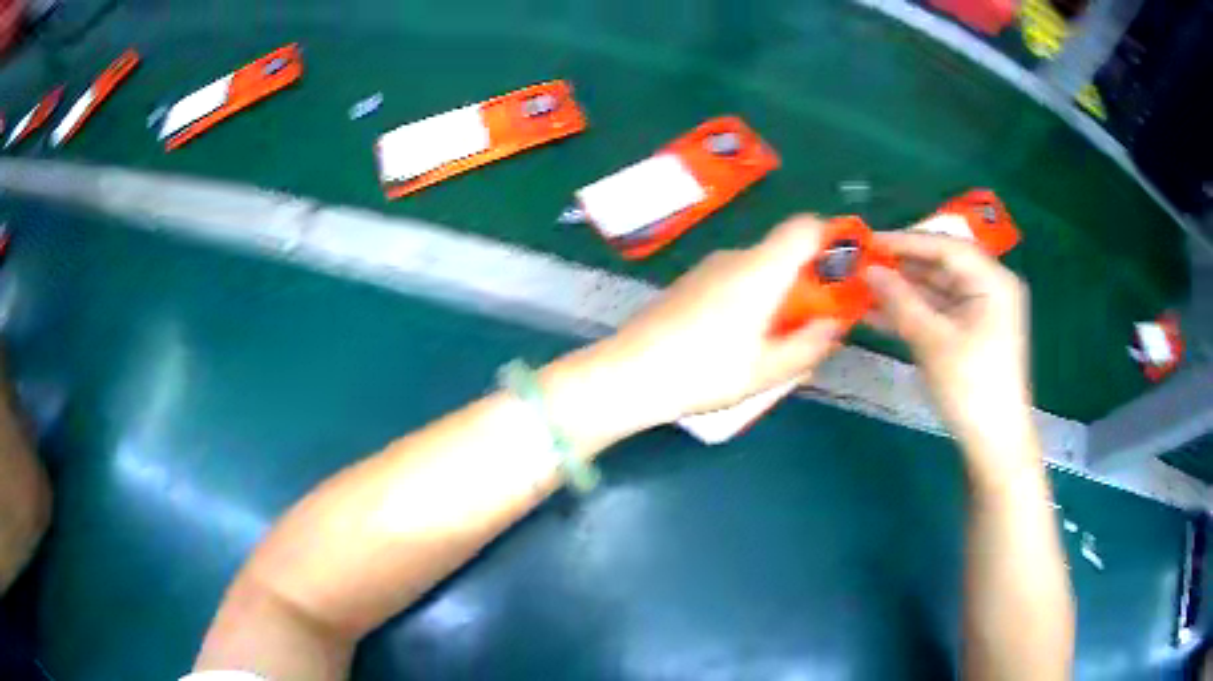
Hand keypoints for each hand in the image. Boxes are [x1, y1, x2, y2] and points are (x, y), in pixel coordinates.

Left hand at [576, 216, 841, 430]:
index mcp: (761, 269)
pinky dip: (752, 299)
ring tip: (776, 342)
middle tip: (813, 325)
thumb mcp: (767, 370)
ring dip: (779, 295)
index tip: (844, 274)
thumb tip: (834, 324)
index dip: (831, 239)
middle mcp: (736, 257)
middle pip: (784, 252)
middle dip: (808, 282)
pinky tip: (740, 340)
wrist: (629, 373)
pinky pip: (736, 280)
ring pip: (760, 269)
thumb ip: (809, 345)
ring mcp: (708, 267)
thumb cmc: (704, 371)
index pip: (805, 227)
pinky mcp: (690, 282)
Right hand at [863, 233, 1035, 460]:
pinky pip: (936, 312)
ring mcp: (978, 311)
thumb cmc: (972, 387)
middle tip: (860, 265)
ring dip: (900, 291)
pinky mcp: (968, 332)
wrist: (994, 441)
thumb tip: (868, 270)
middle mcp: (988, 287)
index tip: (867, 241)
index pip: (945, 247)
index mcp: (992, 280)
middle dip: (900, 267)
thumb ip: (900, 301)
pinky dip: (910, 312)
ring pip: (934, 289)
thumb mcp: (934, 341)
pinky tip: (876, 314)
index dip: (905, 241)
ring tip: (860, 288)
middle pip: (940, 265)